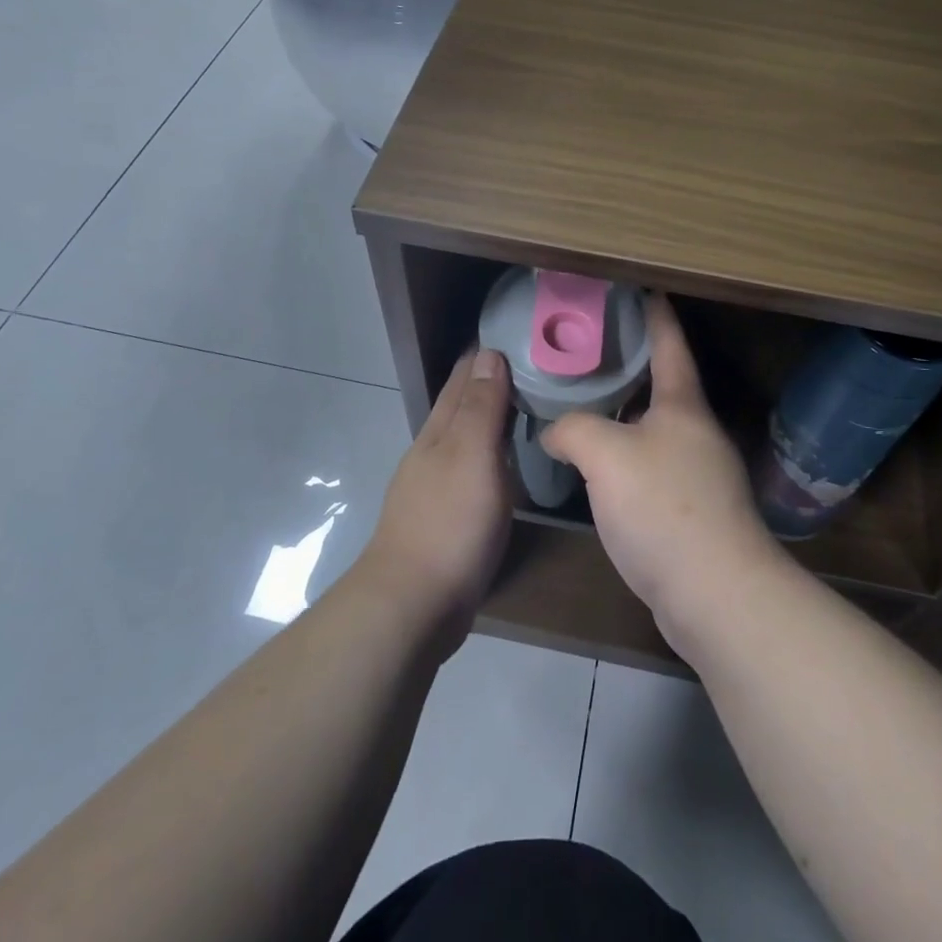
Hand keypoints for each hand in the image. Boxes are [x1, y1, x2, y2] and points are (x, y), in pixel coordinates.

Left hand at [360, 348, 515, 645]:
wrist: (412, 604)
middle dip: (486, 382)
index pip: (463, 380)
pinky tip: (503, 465)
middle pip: (459, 406)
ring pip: (464, 439)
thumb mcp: (473, 457)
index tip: (516, 336)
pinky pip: (471, 471)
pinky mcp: (443, 518)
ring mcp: (434, 487)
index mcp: (440, 432)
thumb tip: (489, 353)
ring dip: (488, 419)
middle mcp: (433, 452)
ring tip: (522, 406)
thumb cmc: (450, 523)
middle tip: (529, 364)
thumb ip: (482, 407)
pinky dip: (488, 455)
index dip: (485, 357)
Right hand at [541, 296, 784, 653]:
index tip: (643, 289)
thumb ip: (573, 430)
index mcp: (683, 405)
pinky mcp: (694, 512)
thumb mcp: (606, 455)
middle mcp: (697, 432)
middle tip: (590, 351)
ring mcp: (700, 474)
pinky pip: (654, 467)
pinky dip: (627, 456)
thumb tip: (553, 432)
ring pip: (656, 429)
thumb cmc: (663, 508)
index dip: (656, 314)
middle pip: (664, 385)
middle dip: (632, 365)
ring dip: (626, 415)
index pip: (670, 344)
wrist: (715, 594)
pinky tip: (600, 468)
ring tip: (586, 405)